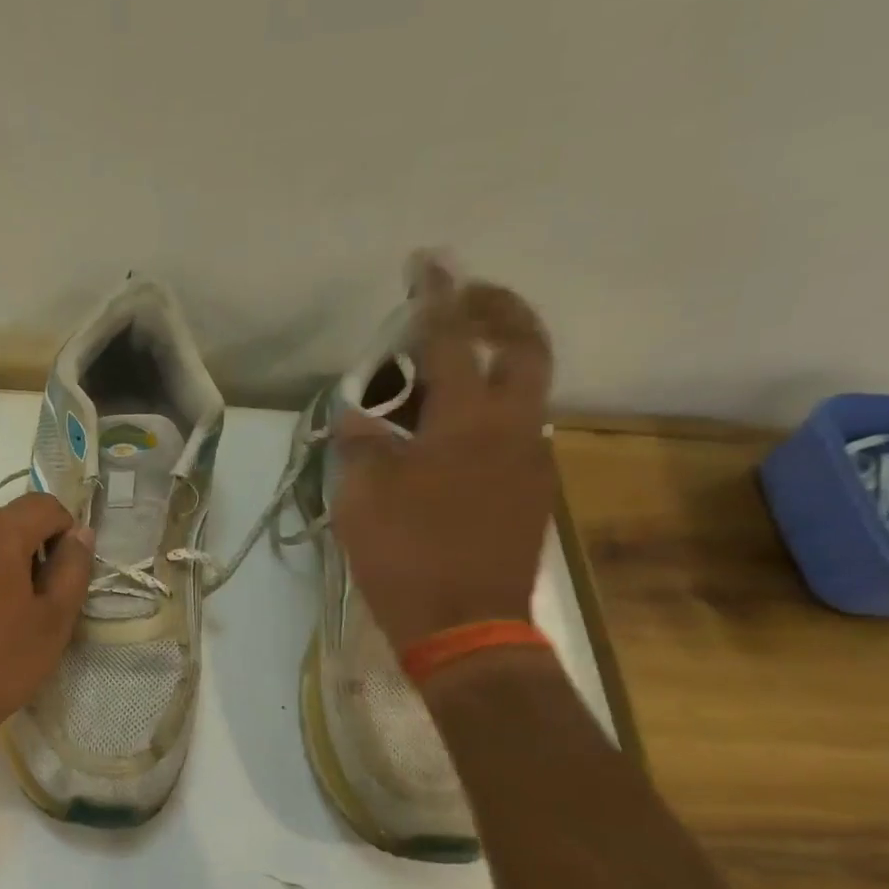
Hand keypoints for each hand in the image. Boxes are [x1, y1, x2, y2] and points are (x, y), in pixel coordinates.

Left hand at [0, 491, 94, 768]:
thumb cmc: (0, 664)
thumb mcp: (54, 620)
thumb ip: (73, 568)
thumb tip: (80, 533)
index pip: (44, 505)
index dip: (65, 532)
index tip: (64, 573)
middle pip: (7, 522)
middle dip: (30, 549)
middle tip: (36, 600)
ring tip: (0, 614)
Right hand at [332, 260, 555, 652]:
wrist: (466, 626)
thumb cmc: (407, 554)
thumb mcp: (362, 496)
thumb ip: (361, 444)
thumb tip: (359, 418)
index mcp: (468, 422)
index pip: (453, 341)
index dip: (436, 298)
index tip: (428, 262)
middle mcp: (513, 428)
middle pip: (523, 346)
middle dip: (496, 309)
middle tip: (461, 297)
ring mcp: (529, 461)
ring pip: (519, 391)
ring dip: (487, 366)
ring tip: (432, 379)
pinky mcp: (529, 491)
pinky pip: (509, 431)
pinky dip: (481, 414)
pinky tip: (441, 437)